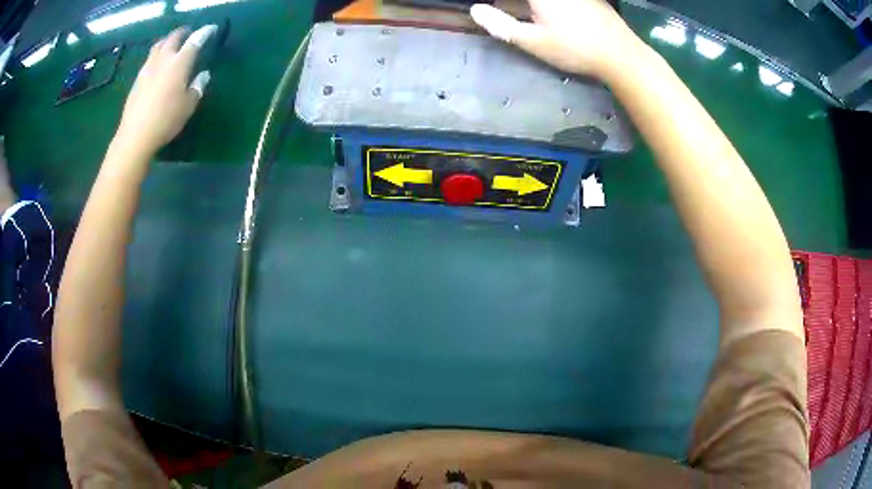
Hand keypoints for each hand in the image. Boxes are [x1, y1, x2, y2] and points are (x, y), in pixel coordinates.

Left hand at [116, 25, 215, 152]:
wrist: (135, 136)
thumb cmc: (166, 120)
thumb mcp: (188, 106)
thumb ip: (197, 87)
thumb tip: (203, 75)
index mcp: (179, 64)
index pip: (195, 41)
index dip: (204, 33)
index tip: (211, 29)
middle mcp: (163, 60)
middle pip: (173, 37)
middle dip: (183, 32)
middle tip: (189, 32)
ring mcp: (148, 69)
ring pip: (158, 45)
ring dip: (167, 40)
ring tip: (172, 43)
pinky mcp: (138, 79)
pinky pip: (149, 59)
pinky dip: (157, 54)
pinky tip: (158, 62)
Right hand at [470, 0, 642, 80]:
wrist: (621, 54)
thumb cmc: (575, 49)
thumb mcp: (534, 42)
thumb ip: (501, 25)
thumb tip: (475, 10)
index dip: (504, 3)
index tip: (496, 7)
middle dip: (517, 5)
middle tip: (509, 11)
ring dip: (535, 7)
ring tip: (530, 15)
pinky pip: (565, 0)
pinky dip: (553, 5)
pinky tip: (554, 17)